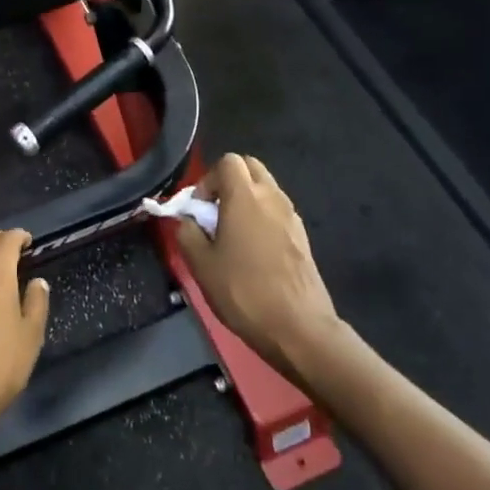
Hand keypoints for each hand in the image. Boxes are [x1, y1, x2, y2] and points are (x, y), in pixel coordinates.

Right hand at [173, 154, 348, 381]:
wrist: (297, 327)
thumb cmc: (243, 291)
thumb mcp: (201, 264)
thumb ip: (187, 232)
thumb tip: (188, 220)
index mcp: (245, 197)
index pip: (228, 162)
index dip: (208, 179)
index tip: (199, 208)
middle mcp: (272, 197)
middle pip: (250, 167)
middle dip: (229, 182)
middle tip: (215, 212)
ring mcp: (291, 216)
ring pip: (266, 188)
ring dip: (246, 199)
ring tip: (232, 234)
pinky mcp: (302, 236)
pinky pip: (277, 210)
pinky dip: (262, 217)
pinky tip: (252, 251)